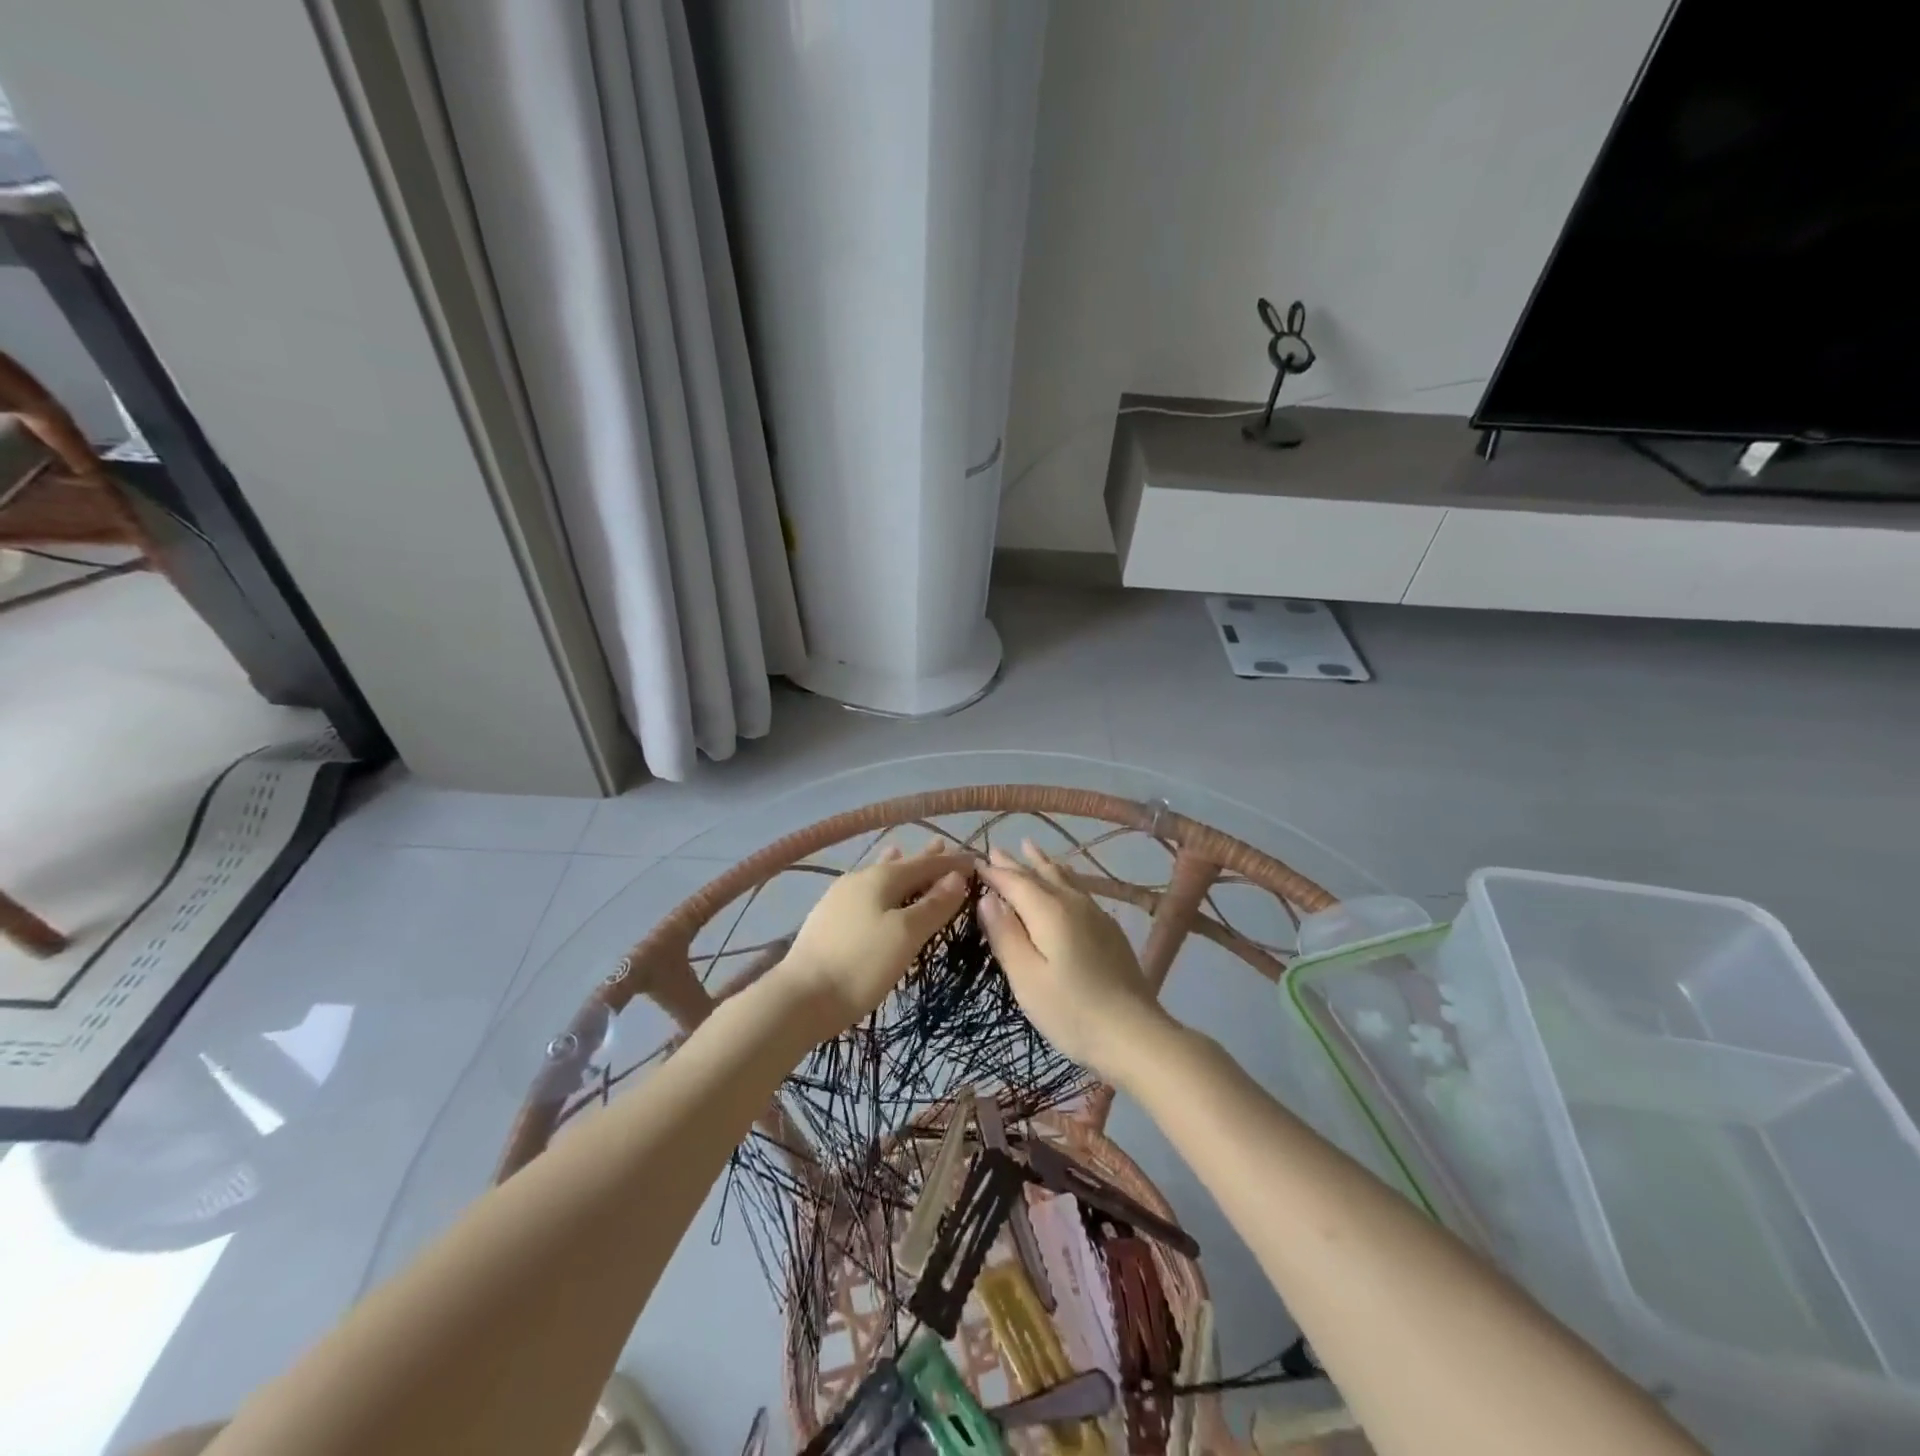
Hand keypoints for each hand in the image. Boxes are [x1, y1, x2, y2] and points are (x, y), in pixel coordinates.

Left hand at [780, 838, 971, 1036]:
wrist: (800, 998)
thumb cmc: (861, 964)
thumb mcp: (906, 935)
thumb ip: (933, 905)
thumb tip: (956, 877)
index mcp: (881, 878)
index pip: (925, 864)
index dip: (951, 862)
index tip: (975, 860)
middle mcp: (859, 879)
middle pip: (900, 865)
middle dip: (924, 859)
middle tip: (943, 846)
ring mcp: (839, 898)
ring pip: (878, 876)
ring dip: (898, 868)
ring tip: (903, 851)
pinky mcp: (828, 919)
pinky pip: (864, 891)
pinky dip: (879, 885)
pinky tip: (873, 890)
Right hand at [977, 840, 1178, 1081]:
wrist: (1134, 1034)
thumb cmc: (1070, 1011)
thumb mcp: (1026, 977)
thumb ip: (1005, 934)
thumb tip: (987, 897)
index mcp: (1049, 912)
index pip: (1015, 882)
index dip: (994, 872)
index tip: (975, 861)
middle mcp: (1073, 904)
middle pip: (1040, 875)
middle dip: (1016, 863)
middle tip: (997, 849)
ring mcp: (1096, 915)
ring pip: (1064, 879)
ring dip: (1043, 863)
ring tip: (1031, 849)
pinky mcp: (1110, 930)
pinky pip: (1080, 890)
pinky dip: (1064, 878)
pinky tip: (1068, 882)